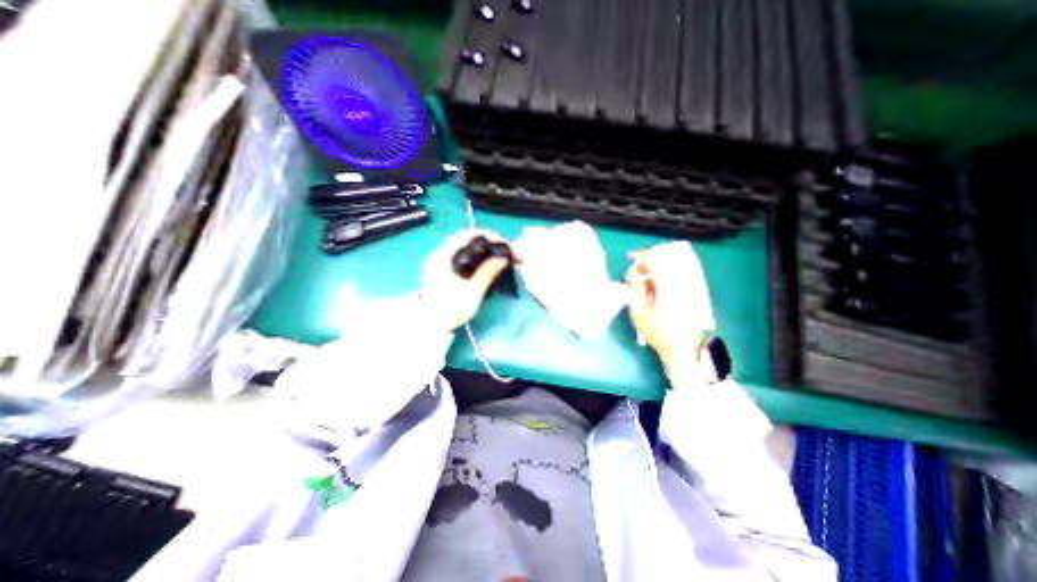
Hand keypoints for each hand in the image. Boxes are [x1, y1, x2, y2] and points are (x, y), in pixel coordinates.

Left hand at [420, 230, 508, 332]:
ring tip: (498, 254)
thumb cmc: (451, 310)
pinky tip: (484, 261)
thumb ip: (487, 272)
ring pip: (463, 244)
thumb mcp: (473, 292)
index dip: (490, 236)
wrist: (431, 326)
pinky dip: (474, 253)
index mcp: (444, 257)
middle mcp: (439, 254)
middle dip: (488, 240)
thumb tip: (503, 258)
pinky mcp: (441, 268)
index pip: (468, 235)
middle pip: (466, 237)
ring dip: (482, 246)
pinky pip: (460, 253)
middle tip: (505, 249)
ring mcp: (439, 260)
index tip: (505, 245)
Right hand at [623, 240, 713, 369]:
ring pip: (678, 261)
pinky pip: (688, 269)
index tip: (630, 257)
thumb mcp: (639, 312)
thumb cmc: (658, 332)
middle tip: (638, 272)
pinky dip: (674, 269)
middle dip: (650, 260)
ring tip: (650, 278)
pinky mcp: (699, 290)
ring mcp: (695, 284)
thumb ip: (635, 287)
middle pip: (668, 256)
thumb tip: (634, 270)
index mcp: (669, 285)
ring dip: (661, 264)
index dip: (641, 255)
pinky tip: (664, 279)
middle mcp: (685, 280)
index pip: (656, 258)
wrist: (684, 349)